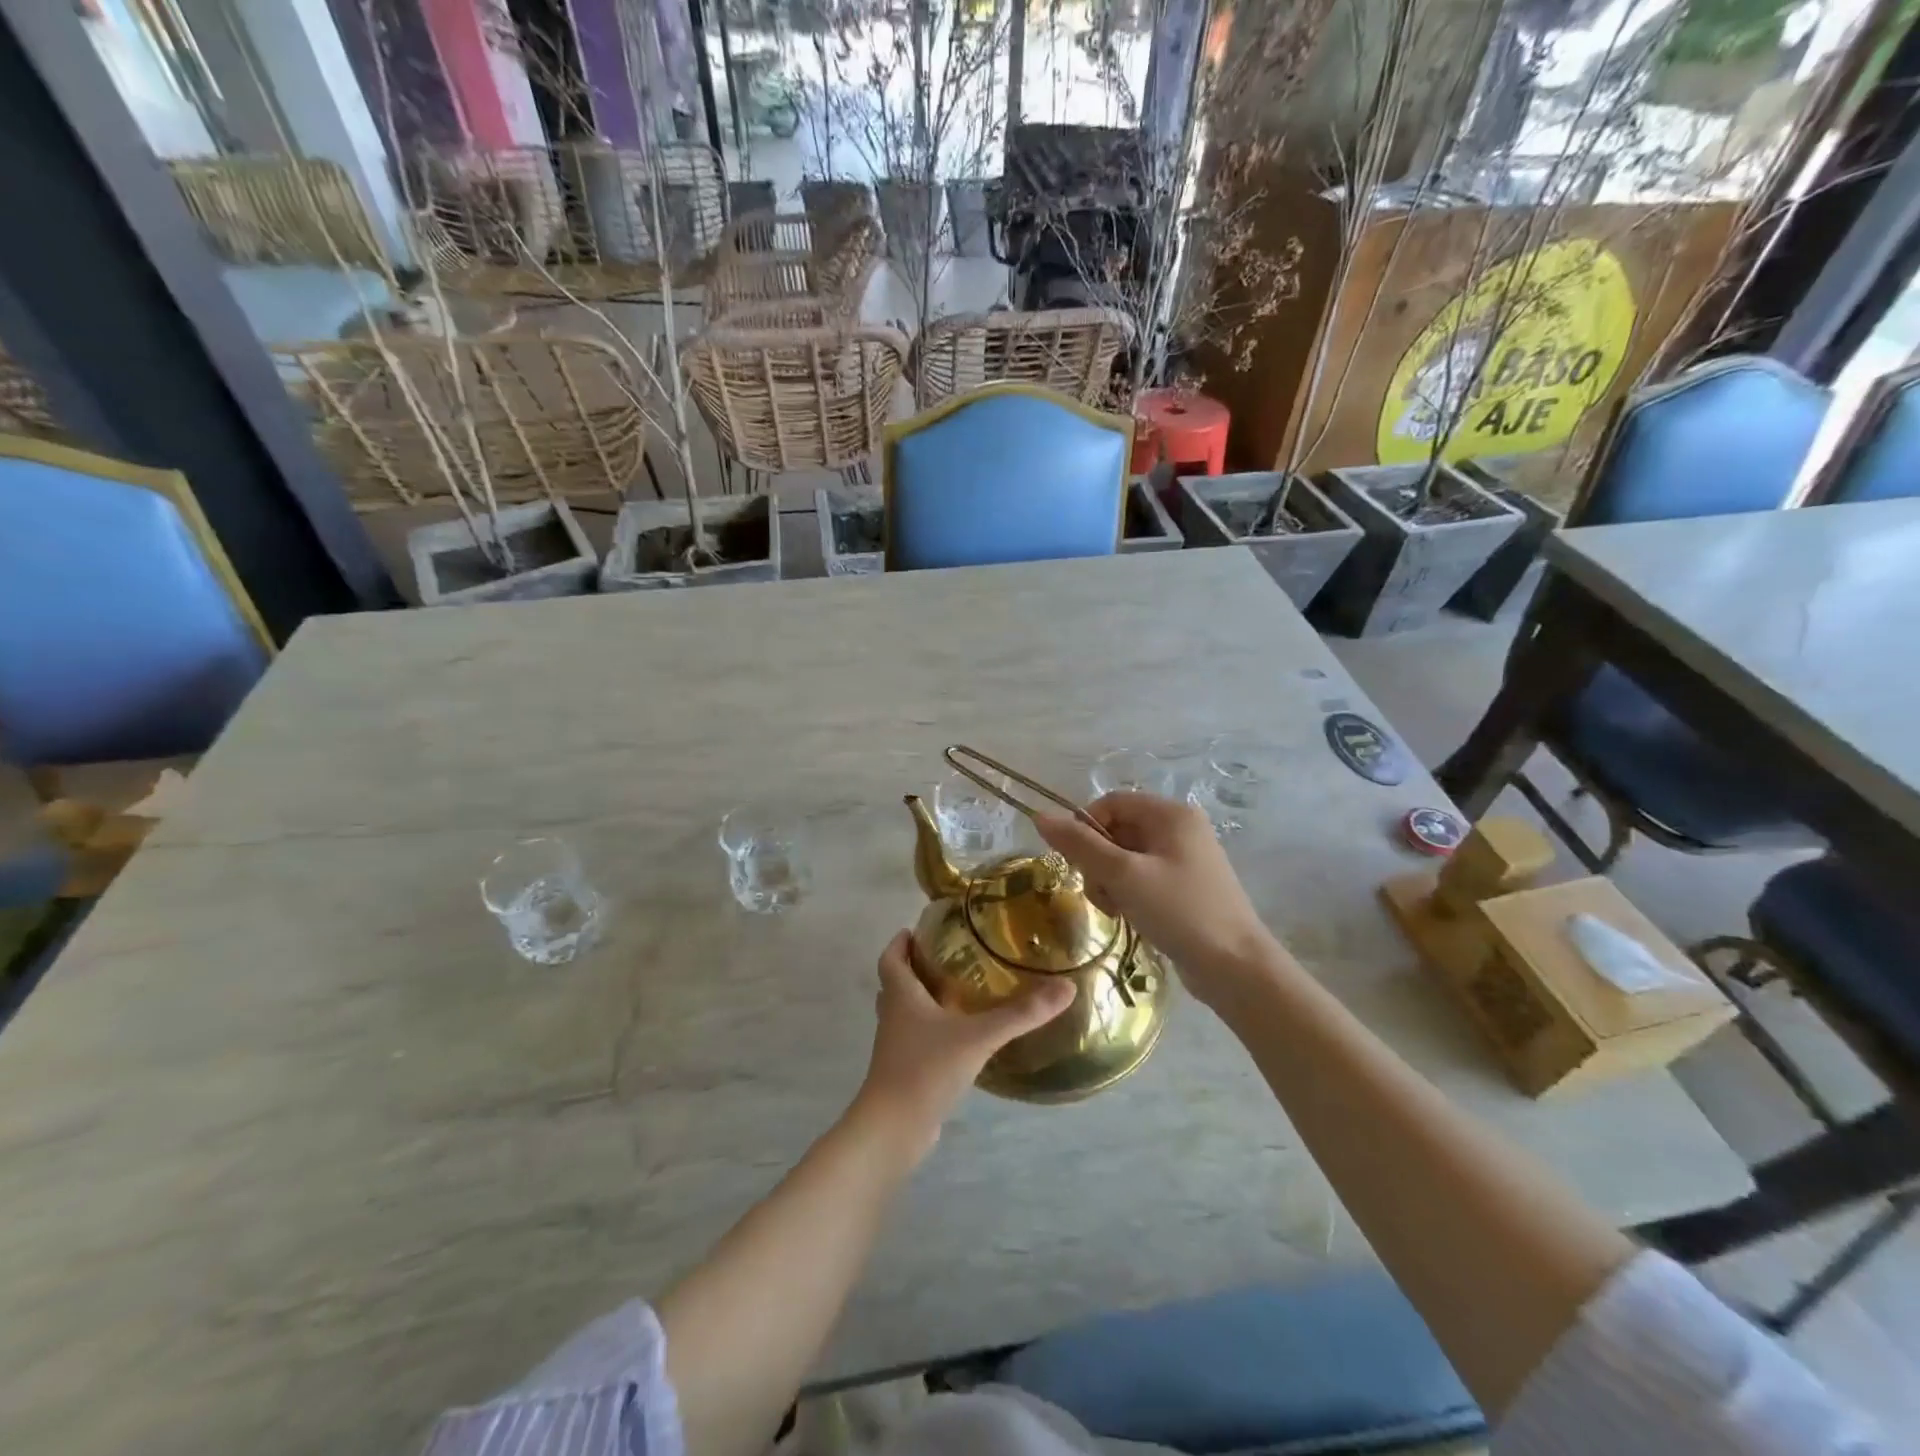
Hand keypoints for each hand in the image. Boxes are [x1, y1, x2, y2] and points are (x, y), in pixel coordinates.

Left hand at [851, 930, 1074, 1161]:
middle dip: (916, 969)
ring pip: (905, 1014)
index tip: (915, 931)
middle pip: (896, 984)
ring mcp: (896, 1048)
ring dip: (924, 1001)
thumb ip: (1020, 1014)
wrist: (895, 1128)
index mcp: (902, 996)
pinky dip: (933, 1033)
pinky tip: (961, 1040)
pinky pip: (916, 1042)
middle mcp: (893, 1017)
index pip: (891, 959)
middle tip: (946, 959)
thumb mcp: (978, 1036)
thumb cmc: (926, 1069)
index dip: (899, 944)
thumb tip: (1065, 987)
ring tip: (959, 994)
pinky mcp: (904, 1073)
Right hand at [1036, 792, 1282, 1007]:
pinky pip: (1142, 878)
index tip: (1077, 863)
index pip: (1111, 803)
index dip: (1086, 828)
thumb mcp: (1123, 876)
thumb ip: (1080, 845)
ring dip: (1110, 882)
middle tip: (1101, 894)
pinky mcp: (1185, 887)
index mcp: (1171, 814)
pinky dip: (1128, 894)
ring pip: (1126, 858)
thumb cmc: (1179, 911)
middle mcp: (1180, 828)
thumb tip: (1041, 817)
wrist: (1235, 967)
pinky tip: (1131, 917)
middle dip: (1098, 862)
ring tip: (1117, 910)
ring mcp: (1185, 859)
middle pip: (1117, 831)